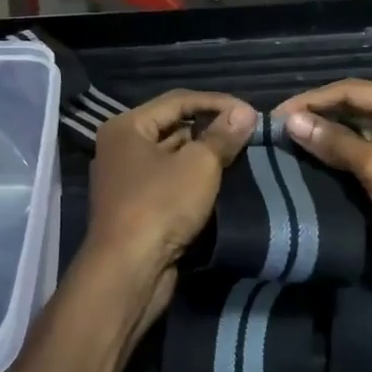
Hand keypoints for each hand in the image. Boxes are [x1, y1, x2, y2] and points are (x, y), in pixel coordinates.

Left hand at [82, 91, 255, 331]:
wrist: (128, 271)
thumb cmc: (160, 205)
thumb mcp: (199, 165)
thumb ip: (222, 136)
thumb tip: (245, 112)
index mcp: (126, 126)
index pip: (177, 100)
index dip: (217, 102)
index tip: (251, 112)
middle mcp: (121, 147)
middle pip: (173, 126)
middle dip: (210, 128)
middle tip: (248, 133)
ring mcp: (126, 179)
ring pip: (172, 156)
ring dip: (204, 155)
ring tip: (241, 154)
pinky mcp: (136, 207)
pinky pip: (169, 181)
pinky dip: (193, 179)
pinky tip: (220, 182)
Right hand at [274, 80, 371, 286]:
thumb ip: (335, 143)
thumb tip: (291, 121)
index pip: (351, 90)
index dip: (312, 100)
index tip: (277, 115)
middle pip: (356, 110)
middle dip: (319, 120)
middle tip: (279, 133)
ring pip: (360, 136)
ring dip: (330, 143)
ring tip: (289, 150)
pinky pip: (369, 161)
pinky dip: (344, 164)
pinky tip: (315, 171)